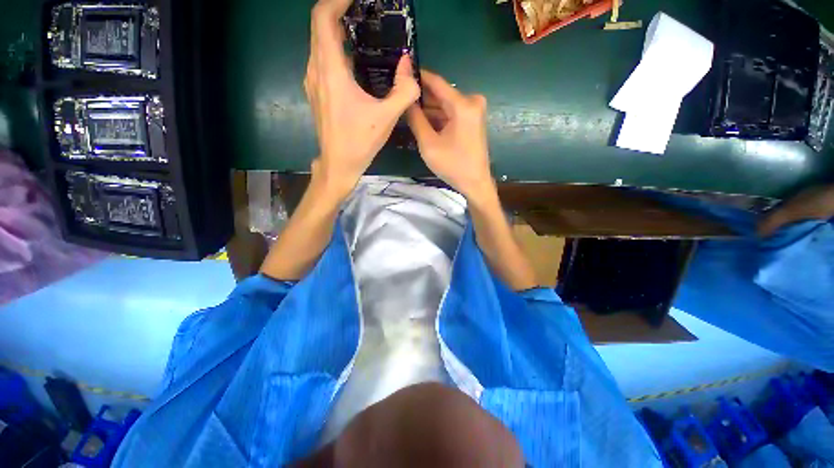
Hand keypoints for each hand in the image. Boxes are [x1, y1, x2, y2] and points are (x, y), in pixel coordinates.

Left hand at [305, 0, 420, 196]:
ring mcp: (313, 81)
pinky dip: (335, 48)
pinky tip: (353, 59)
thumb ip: (404, 91)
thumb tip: (410, 67)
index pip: (323, 17)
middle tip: (364, 11)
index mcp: (331, 71)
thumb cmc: (359, 142)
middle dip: (339, 11)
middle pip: (319, 26)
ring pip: (319, 42)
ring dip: (337, 30)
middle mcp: (315, 70)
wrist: (339, 164)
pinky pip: (322, 58)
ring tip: (361, 30)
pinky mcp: (316, 91)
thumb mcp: (387, 118)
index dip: (337, 0)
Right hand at [407, 71, 492, 198]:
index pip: (436, 82)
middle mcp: (471, 101)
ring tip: (407, 109)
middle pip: (440, 94)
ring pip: (445, 105)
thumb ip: (415, 119)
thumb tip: (406, 100)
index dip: (417, 76)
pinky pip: (451, 113)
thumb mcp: (429, 144)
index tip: (400, 72)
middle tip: (400, 97)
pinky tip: (422, 120)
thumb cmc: (453, 165)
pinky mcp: (473, 120)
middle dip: (421, 97)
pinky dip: (438, 117)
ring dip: (428, 109)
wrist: (475, 183)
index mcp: (463, 105)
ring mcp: (474, 111)